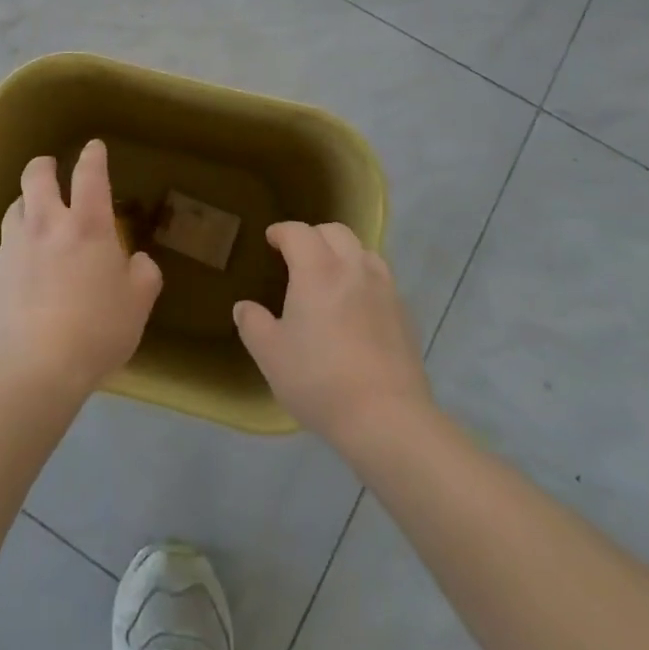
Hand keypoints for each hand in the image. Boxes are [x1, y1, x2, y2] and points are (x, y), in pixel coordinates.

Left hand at [0, 139, 163, 400]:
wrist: (31, 371)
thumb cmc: (95, 331)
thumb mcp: (137, 305)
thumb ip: (143, 274)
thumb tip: (137, 260)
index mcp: (86, 226)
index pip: (90, 174)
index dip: (93, 156)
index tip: (93, 147)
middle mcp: (45, 226)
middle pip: (36, 175)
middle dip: (45, 165)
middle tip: (51, 169)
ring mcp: (12, 249)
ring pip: (14, 208)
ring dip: (26, 205)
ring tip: (35, 219)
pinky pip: (3, 251)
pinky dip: (15, 251)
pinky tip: (22, 274)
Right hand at [235, 222, 434, 450]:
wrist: (387, 418)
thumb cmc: (319, 380)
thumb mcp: (270, 355)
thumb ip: (253, 324)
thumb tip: (244, 307)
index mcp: (317, 270)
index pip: (298, 232)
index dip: (281, 231)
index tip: (271, 239)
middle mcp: (353, 268)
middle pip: (335, 232)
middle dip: (313, 235)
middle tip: (298, 255)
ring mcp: (384, 289)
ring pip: (363, 251)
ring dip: (343, 253)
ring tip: (330, 276)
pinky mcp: (404, 314)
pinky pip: (381, 280)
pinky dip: (364, 279)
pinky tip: (357, 307)